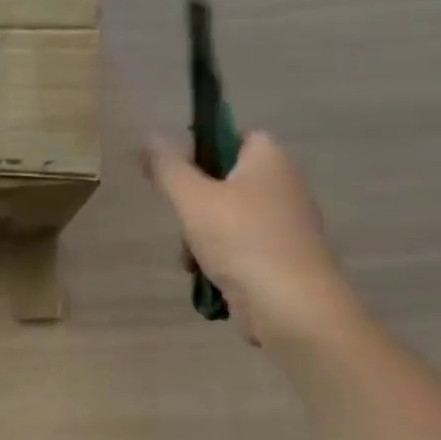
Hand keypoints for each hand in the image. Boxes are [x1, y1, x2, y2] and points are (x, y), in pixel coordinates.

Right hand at [143, 131, 362, 349]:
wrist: (291, 305)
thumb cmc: (242, 240)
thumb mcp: (193, 198)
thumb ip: (168, 167)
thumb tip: (149, 136)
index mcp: (269, 159)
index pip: (235, 134)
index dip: (202, 146)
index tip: (175, 171)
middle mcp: (283, 184)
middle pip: (226, 179)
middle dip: (194, 202)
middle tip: (180, 219)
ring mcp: (286, 223)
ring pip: (228, 215)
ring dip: (200, 234)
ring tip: (190, 257)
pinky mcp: (282, 256)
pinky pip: (241, 244)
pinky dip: (220, 256)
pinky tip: (205, 275)